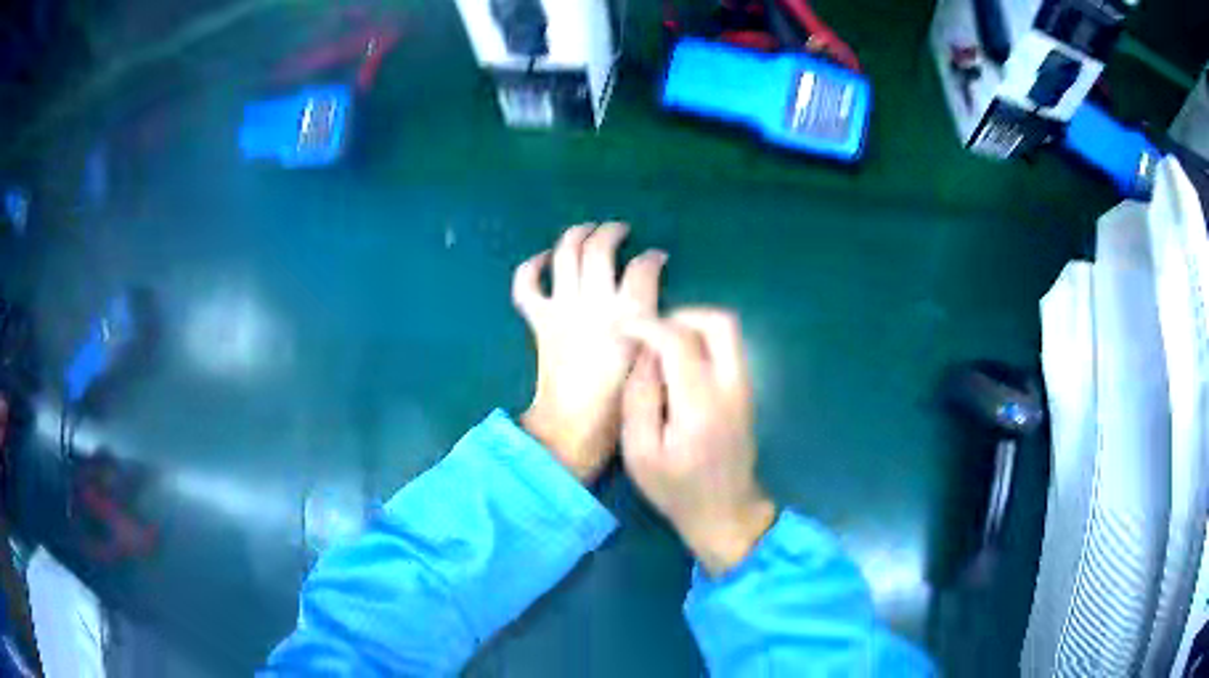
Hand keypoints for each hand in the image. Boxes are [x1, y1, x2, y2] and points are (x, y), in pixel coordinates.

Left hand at [513, 224, 667, 482]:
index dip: (653, 258)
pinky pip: (526, 286)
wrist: (573, 428)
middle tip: (620, 231)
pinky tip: (543, 259)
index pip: (644, 267)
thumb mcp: (652, 363)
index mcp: (629, 314)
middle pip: (600, 248)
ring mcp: (562, 307)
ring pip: (566, 254)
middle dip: (612, 232)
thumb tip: (652, 304)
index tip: (659, 258)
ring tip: (588, 229)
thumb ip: (655, 329)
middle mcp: (594, 301)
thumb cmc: (621, 404)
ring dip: (576, 235)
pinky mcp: (540, 320)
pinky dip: (531, 267)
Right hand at [621, 309, 775, 574]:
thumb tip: (644, 354)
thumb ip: (639, 398)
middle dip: (680, 316)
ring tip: (661, 347)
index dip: (647, 326)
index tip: (623, 328)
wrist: (726, 512)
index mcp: (701, 405)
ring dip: (693, 327)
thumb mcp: (640, 452)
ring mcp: (745, 387)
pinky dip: (703, 341)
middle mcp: (731, 387)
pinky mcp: (746, 391)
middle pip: (719, 323)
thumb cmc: (677, 489)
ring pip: (728, 331)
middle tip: (650, 332)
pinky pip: (729, 348)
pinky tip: (679, 363)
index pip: (679, 342)